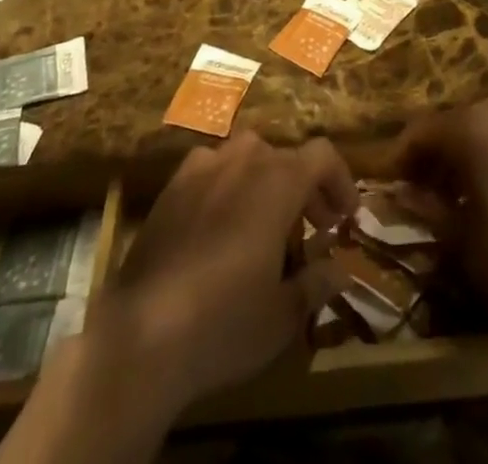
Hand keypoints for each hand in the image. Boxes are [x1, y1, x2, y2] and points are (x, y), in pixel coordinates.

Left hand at [97, 133, 356, 417]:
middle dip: (305, 188)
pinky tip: (221, 225)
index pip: (322, 155)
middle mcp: (243, 159)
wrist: (141, 332)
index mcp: (278, 180)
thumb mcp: (283, 314)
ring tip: (267, 224)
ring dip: (266, 181)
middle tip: (314, 228)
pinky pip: (211, 170)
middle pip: (285, 156)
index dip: (340, 180)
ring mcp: (202, 167)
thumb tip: (340, 270)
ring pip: (247, 158)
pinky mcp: (171, 186)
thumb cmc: (224, 321)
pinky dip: (227, 186)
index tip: (347, 217)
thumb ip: (317, 283)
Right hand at [392, 91, 487, 322]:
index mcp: (471, 122)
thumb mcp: (464, 239)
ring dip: (465, 154)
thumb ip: (426, 209)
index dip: (400, 158)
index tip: (387, 185)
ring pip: (484, 127)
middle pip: (453, 124)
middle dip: (433, 156)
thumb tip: (395, 195)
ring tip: (458, 194)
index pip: (420, 131)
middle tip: (420, 193)